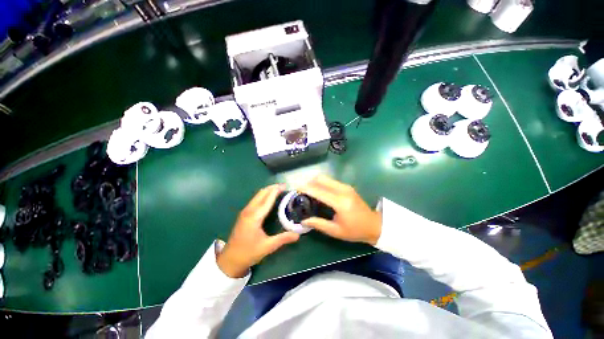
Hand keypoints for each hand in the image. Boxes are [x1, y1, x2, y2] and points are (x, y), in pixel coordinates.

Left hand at [217, 184, 299, 277]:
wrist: (230, 260)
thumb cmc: (249, 252)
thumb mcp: (268, 247)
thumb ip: (283, 239)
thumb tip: (298, 235)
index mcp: (255, 216)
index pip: (267, 199)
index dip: (276, 190)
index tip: (285, 185)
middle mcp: (249, 211)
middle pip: (261, 193)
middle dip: (272, 187)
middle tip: (283, 186)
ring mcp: (245, 212)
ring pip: (257, 195)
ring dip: (267, 190)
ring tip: (278, 190)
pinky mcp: (244, 214)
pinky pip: (255, 200)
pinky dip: (263, 195)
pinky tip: (268, 199)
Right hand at [298, 175, 381, 245]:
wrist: (374, 225)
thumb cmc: (355, 231)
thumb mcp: (335, 231)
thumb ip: (318, 224)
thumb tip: (303, 220)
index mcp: (340, 202)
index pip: (319, 191)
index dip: (306, 188)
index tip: (295, 188)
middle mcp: (343, 190)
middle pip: (321, 179)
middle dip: (309, 182)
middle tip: (301, 191)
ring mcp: (345, 186)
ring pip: (325, 178)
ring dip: (314, 182)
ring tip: (307, 191)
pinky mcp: (347, 186)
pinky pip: (330, 181)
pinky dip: (321, 184)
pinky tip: (318, 192)